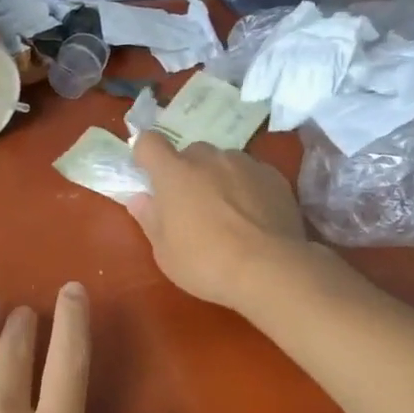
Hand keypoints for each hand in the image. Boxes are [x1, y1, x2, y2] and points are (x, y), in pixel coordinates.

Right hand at [129, 131, 310, 310]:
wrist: (269, 269)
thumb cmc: (206, 263)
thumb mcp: (165, 252)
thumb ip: (150, 219)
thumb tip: (140, 199)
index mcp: (174, 172)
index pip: (149, 143)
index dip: (146, 154)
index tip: (149, 173)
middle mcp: (208, 158)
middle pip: (191, 153)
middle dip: (187, 171)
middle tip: (191, 204)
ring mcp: (244, 163)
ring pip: (224, 161)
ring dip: (219, 178)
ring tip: (229, 212)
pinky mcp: (273, 176)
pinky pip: (252, 174)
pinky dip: (248, 187)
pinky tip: (255, 217)